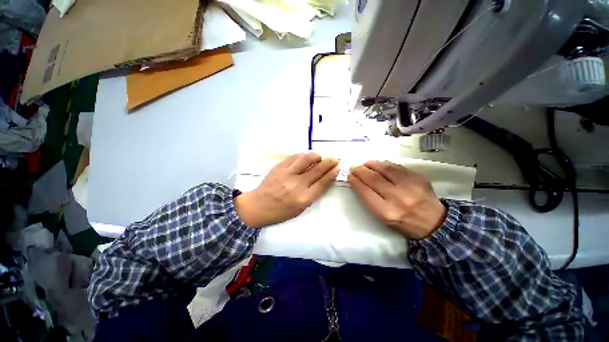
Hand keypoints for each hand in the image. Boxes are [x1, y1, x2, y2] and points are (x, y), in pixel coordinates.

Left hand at [236, 152, 338, 227]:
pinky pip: (295, 157)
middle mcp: (297, 185)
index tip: (337, 167)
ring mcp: (287, 174)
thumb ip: (312, 194)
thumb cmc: (281, 212)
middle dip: (329, 162)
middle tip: (335, 158)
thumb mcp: (300, 209)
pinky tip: (306, 157)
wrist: (258, 206)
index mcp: (304, 199)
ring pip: (307, 159)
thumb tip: (322, 179)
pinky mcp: (279, 167)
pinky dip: (303, 156)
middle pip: (318, 169)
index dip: (332, 173)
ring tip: (319, 157)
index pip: (323, 182)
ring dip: (316, 156)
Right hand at [348, 161, 446, 239]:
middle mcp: (398, 198)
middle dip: (360, 171)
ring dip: (371, 164)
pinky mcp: (418, 177)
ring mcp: (409, 186)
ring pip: (385, 169)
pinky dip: (384, 164)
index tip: (350, 176)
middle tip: (354, 168)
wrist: (433, 222)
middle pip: (373, 179)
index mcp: (387, 212)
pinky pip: (396, 166)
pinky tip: (378, 164)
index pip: (365, 192)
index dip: (355, 181)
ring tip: (364, 164)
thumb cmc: (403, 222)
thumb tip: (359, 182)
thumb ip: (370, 200)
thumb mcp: (383, 218)